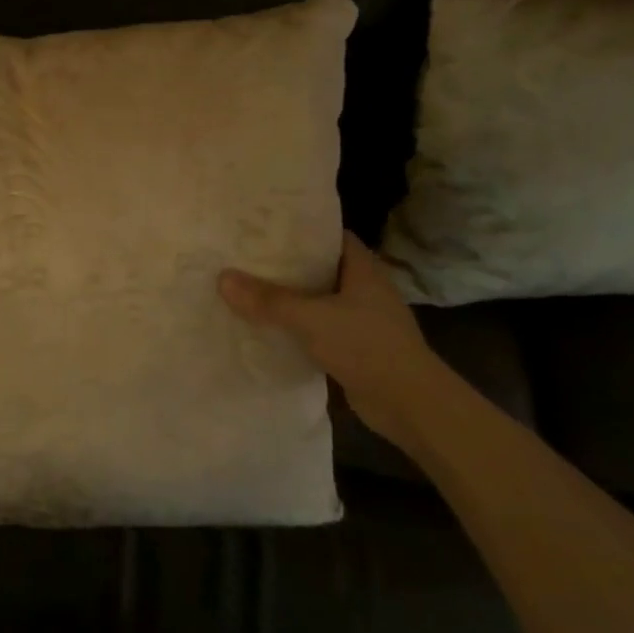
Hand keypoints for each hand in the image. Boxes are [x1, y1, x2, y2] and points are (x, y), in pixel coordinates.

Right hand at [219, 231, 452, 455]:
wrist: (410, 405)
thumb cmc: (367, 346)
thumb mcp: (311, 318)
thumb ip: (268, 300)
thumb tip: (223, 278)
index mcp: (363, 269)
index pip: (330, 236)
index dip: (300, 229)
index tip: (265, 227)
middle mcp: (365, 289)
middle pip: (320, 267)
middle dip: (286, 263)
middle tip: (246, 256)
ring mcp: (362, 320)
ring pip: (318, 299)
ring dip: (290, 297)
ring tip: (248, 287)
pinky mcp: (355, 348)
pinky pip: (318, 328)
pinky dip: (296, 327)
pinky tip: (267, 327)